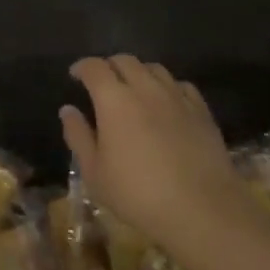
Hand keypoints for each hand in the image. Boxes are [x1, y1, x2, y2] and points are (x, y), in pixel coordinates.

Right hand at [60, 55, 249, 245]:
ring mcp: (176, 96)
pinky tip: (166, 102)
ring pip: (154, 68)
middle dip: (109, 65)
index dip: (82, 67)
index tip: (76, 75)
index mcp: (114, 100)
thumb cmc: (138, 194)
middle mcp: (145, 88)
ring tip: (133, 89)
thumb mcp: (95, 173)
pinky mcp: (201, 110)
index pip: (95, 67)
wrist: (200, 209)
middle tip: (102, 82)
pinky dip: (167, 86)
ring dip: (138, 72)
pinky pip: (180, 85)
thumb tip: (68, 110)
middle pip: (125, 60)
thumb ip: (78, 136)